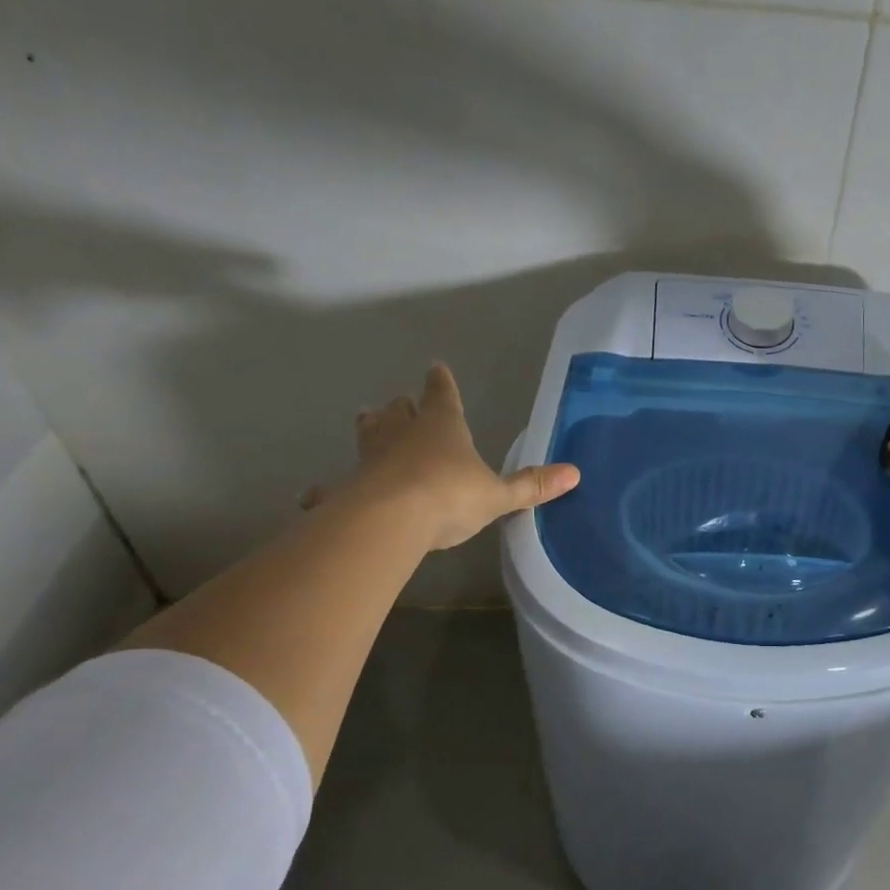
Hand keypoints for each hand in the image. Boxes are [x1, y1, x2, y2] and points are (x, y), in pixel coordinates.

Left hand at [303, 364, 579, 548]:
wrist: (390, 520)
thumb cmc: (449, 496)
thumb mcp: (498, 495)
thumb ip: (532, 485)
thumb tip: (576, 473)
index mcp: (442, 427)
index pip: (443, 395)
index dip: (442, 383)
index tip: (436, 368)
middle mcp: (403, 434)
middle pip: (399, 411)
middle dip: (402, 407)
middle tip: (399, 403)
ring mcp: (370, 459)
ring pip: (368, 435)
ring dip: (370, 429)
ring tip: (366, 422)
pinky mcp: (346, 488)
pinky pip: (334, 486)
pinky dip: (327, 490)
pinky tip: (314, 495)